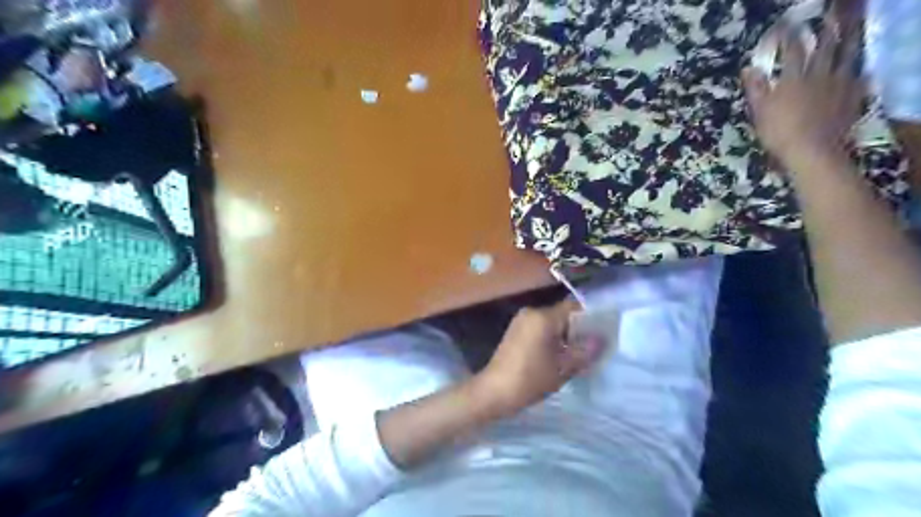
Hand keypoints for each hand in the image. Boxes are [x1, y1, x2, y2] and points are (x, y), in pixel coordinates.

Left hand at [476, 298, 606, 415]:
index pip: (574, 307)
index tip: (604, 332)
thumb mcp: (563, 368)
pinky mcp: (515, 331)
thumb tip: (602, 339)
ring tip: (579, 354)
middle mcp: (531, 312)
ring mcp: (521, 321)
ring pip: (552, 323)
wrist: (493, 392)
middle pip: (563, 314)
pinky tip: (560, 356)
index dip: (591, 317)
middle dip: (579, 329)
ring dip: (566, 335)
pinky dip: (552, 339)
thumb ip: (585, 351)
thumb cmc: (530, 379)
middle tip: (594, 347)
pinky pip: (541, 329)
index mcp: (543, 317)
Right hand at [739, 20, 864, 168]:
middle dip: (824, 32)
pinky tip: (859, 69)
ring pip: (846, 56)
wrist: (812, 150)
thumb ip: (756, 88)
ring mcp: (839, 84)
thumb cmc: (779, 132)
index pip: (792, 50)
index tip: (785, 26)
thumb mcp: (760, 111)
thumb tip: (748, 69)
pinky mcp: (852, 96)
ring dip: (847, 42)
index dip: (788, 36)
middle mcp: (819, 75)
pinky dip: (858, 69)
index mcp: (794, 79)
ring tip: (847, 33)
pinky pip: (859, 77)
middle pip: (824, 48)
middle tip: (825, 19)